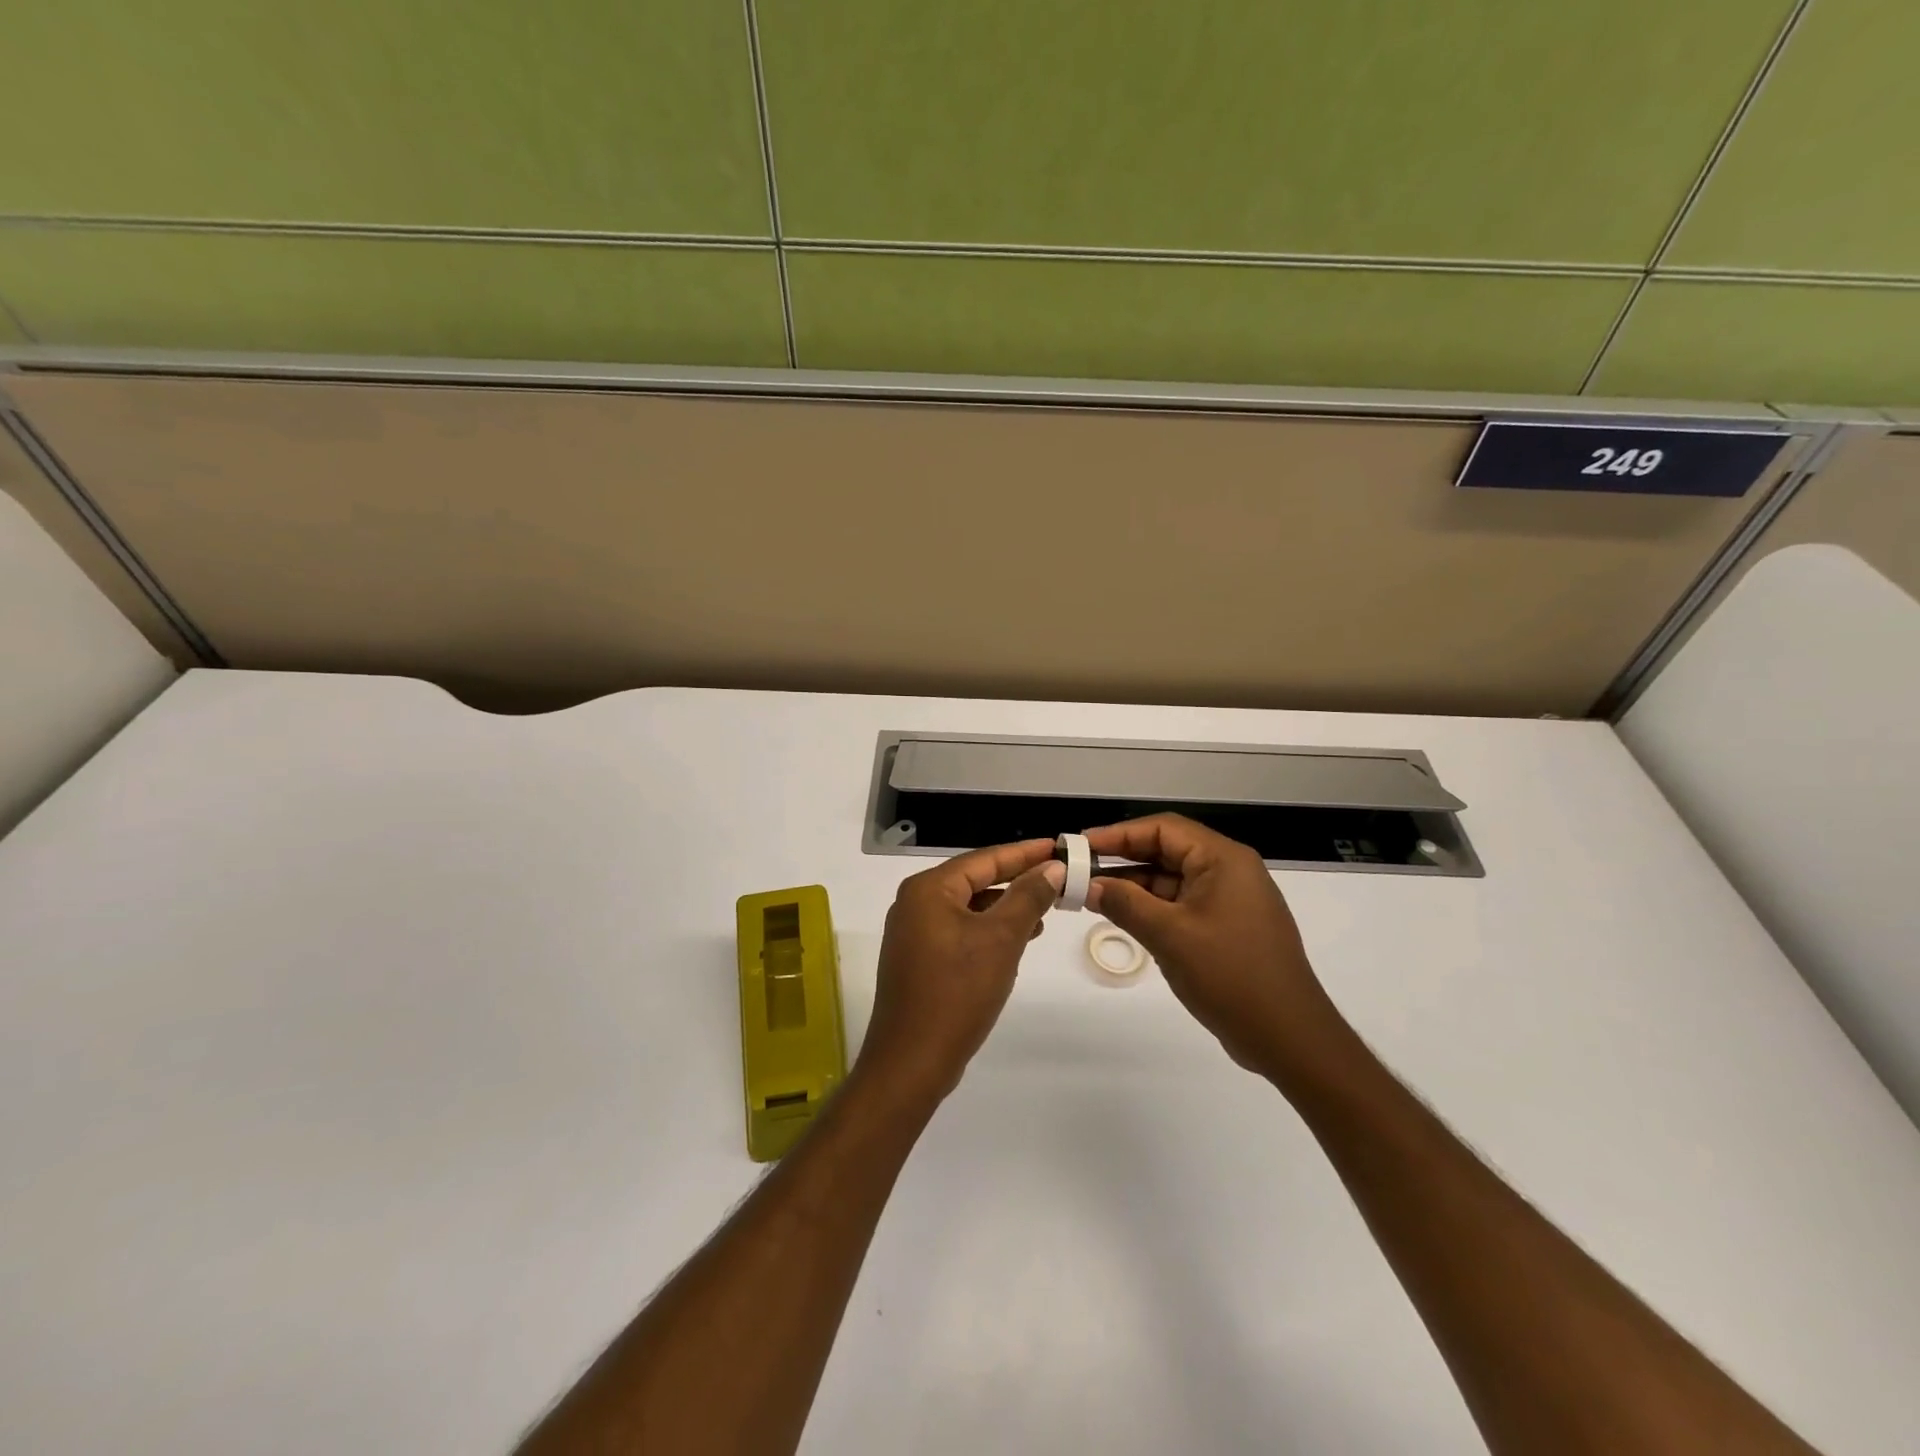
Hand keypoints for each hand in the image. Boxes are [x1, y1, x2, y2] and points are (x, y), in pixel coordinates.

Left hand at [858, 840, 1063, 1106]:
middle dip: (1017, 881)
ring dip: (1006, 908)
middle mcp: (915, 903)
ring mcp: (913, 933)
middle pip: (975, 880)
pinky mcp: (918, 959)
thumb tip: (1051, 868)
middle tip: (1058, 878)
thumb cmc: (957, 992)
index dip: (1025, 853)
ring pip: (969, 908)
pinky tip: (1017, 940)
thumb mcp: (1001, 939)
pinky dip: (988, 931)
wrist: (911, 1061)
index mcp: (928, 889)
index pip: (984, 858)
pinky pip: (959, 931)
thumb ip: (1027, 898)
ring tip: (1046, 911)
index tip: (1059, 848)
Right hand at [1083, 815, 1357, 1088]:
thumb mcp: (1170, 936)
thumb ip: (1125, 904)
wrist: (1289, 1037)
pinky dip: (1152, 908)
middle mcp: (1229, 871)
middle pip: (1167, 851)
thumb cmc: (1230, 976)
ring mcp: (1230, 901)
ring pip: (1172, 880)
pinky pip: (1182, 905)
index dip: (1118, 834)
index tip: (1081, 846)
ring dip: (1134, 886)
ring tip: (1091, 896)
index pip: (1163, 829)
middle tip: (1080, 871)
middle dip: (1123, 859)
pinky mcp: (1227, 928)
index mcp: (1223, 860)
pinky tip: (1123, 918)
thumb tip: (1088, 885)